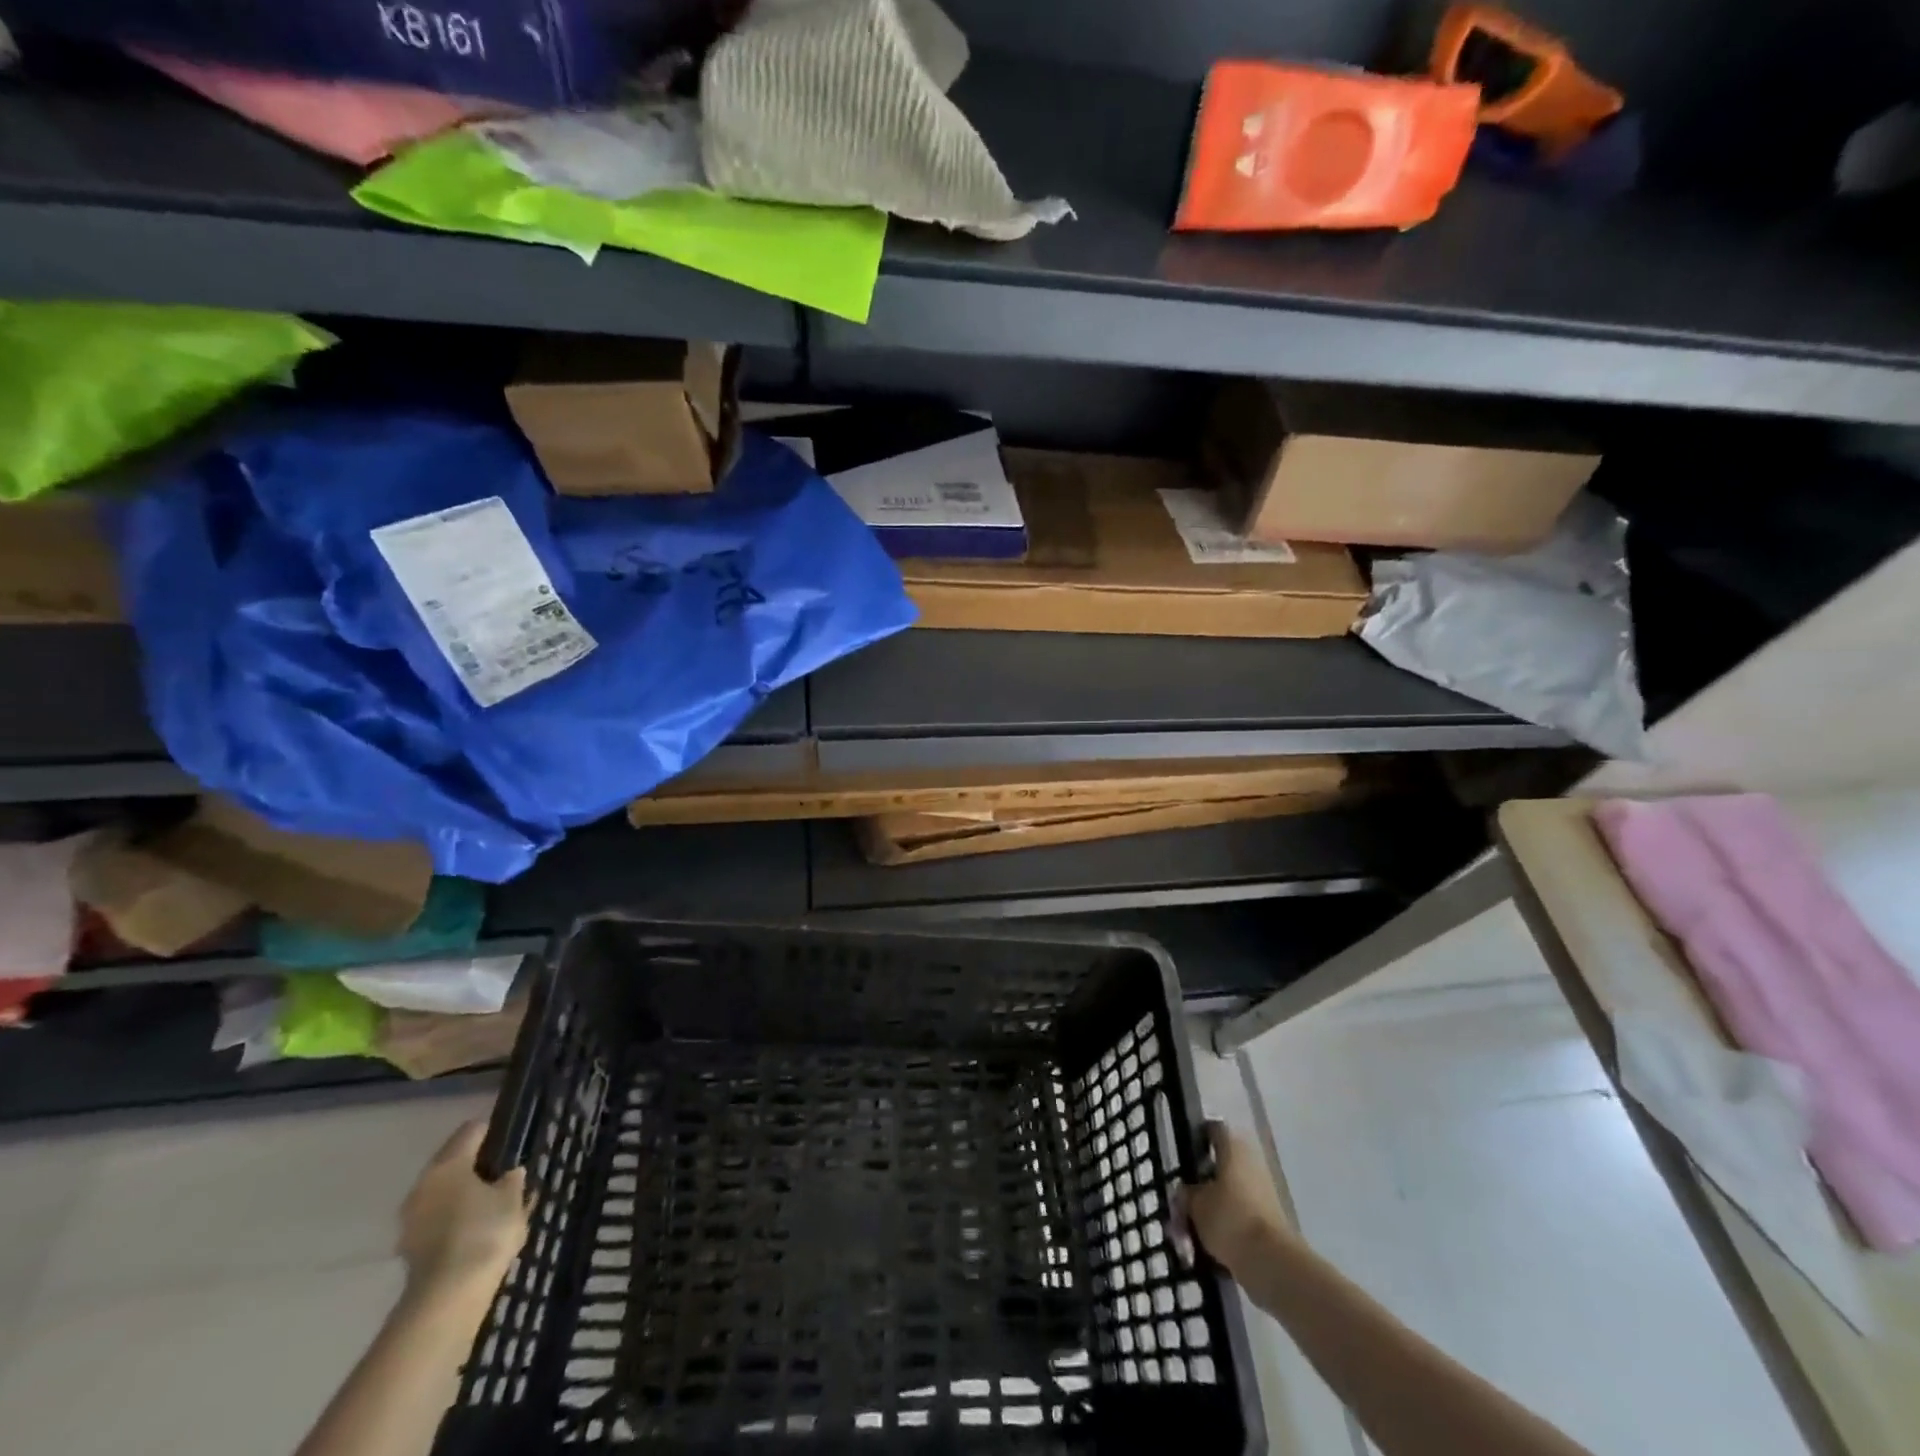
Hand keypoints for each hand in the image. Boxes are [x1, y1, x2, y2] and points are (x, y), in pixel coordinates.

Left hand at [397, 1121, 529, 1298]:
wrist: (447, 1296)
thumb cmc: (485, 1232)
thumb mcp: (512, 1199)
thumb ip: (512, 1180)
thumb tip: (509, 1173)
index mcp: (449, 1164)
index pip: (471, 1131)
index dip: (493, 1132)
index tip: (511, 1141)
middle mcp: (424, 1184)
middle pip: (452, 1162)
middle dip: (476, 1166)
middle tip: (503, 1173)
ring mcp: (411, 1217)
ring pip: (442, 1192)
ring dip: (463, 1194)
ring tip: (491, 1204)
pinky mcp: (409, 1246)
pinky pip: (436, 1219)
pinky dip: (454, 1218)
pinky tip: (475, 1229)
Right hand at [1179, 1121, 1295, 1277]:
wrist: (1272, 1263)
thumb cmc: (1229, 1218)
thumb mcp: (1195, 1203)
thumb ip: (1186, 1193)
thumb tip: (1186, 1193)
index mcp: (1234, 1147)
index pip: (1213, 1130)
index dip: (1196, 1138)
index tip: (1181, 1154)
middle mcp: (1251, 1162)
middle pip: (1219, 1165)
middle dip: (1199, 1184)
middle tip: (1180, 1202)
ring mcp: (1263, 1192)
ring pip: (1227, 1194)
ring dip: (1209, 1208)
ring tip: (1187, 1232)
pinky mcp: (1268, 1220)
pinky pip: (1238, 1216)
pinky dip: (1223, 1227)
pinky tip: (1204, 1246)